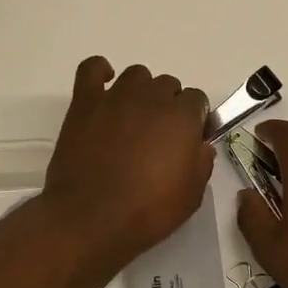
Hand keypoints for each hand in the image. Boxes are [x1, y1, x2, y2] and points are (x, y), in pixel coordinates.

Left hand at [41, 57, 215, 267]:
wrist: (91, 218)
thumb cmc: (147, 211)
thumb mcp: (191, 196)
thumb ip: (201, 164)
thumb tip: (201, 146)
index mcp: (182, 117)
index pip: (197, 100)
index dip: (195, 120)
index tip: (189, 141)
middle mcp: (151, 98)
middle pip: (168, 85)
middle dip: (168, 106)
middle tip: (158, 136)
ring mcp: (116, 97)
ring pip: (137, 75)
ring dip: (141, 91)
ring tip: (133, 118)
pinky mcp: (85, 102)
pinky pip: (93, 68)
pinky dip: (100, 72)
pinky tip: (104, 89)